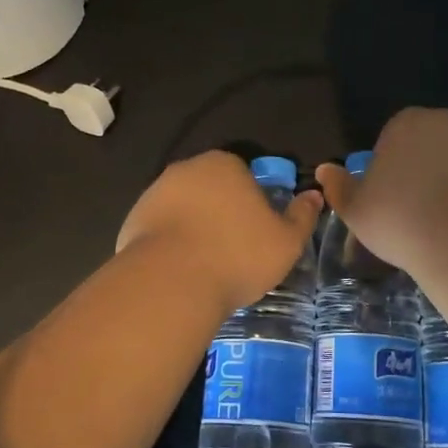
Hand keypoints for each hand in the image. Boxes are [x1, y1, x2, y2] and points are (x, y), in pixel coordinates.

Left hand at [117, 151, 321, 314]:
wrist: (171, 282)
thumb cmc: (237, 255)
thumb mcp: (286, 241)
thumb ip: (302, 216)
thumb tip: (315, 195)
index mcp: (224, 164)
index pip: (244, 175)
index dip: (253, 202)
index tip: (258, 232)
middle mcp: (186, 169)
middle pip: (211, 189)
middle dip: (221, 212)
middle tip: (234, 250)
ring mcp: (154, 193)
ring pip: (184, 209)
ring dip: (194, 228)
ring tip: (207, 265)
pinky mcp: (132, 220)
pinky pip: (160, 230)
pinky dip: (170, 245)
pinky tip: (180, 271)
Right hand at [315, 108, 447, 269]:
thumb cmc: (402, 219)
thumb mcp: (357, 210)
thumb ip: (339, 188)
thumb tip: (324, 170)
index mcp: (406, 124)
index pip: (398, 140)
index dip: (399, 172)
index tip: (401, 203)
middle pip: (439, 143)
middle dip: (437, 170)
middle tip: (433, 212)